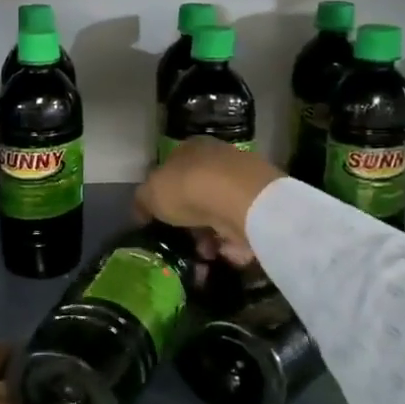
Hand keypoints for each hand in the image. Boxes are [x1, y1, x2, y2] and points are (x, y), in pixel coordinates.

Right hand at [134, 137, 283, 264]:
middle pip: (199, 193)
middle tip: (184, 242)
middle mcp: (218, 158)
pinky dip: (233, 242)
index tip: (161, 220)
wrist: (243, 200)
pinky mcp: (262, 203)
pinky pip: (241, 227)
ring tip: (205, 255)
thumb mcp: (151, 194)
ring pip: (220, 212)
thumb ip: (143, 202)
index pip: (173, 169)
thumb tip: (141, 211)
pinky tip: (225, 252)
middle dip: (190, 221)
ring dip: (211, 236)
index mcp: (190, 148)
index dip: (165, 195)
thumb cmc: (189, 188)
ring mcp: (243, 180)